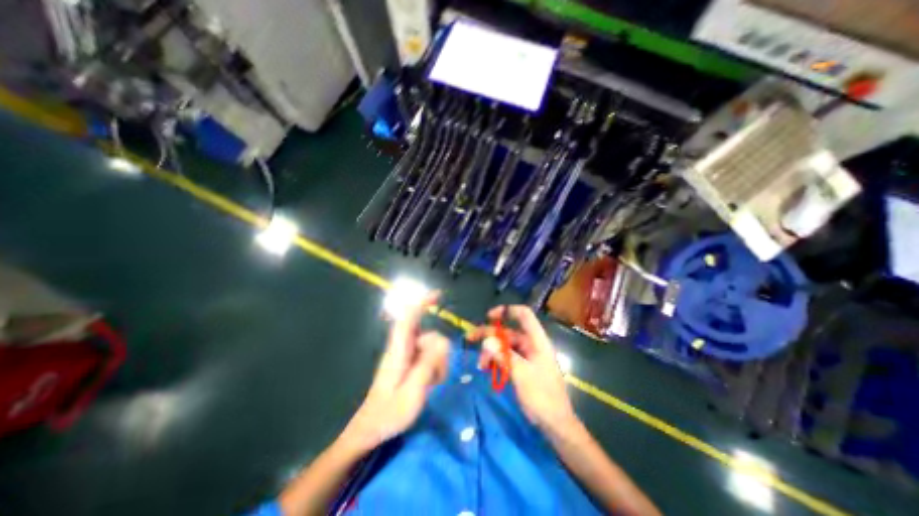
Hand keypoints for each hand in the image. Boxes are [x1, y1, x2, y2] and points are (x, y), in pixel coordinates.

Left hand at [344, 292, 446, 453]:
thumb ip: (429, 364)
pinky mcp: (408, 365)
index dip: (421, 303)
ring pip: (430, 348)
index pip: (408, 318)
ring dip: (437, 363)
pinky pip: (427, 358)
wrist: (370, 431)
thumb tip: (443, 340)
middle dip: (439, 352)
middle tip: (438, 376)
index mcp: (399, 350)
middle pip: (428, 336)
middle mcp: (402, 349)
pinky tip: (430, 384)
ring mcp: (405, 357)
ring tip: (433, 384)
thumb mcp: (413, 391)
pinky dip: (433, 368)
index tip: (438, 296)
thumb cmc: (389, 414)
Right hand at [469, 307, 576, 434]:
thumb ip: (504, 356)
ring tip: (480, 365)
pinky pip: (505, 358)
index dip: (507, 311)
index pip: (524, 315)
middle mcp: (531, 345)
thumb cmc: (543, 397)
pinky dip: (495, 360)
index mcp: (537, 341)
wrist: (556, 424)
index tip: (489, 317)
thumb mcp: (522, 375)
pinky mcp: (521, 368)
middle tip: (470, 339)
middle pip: (508, 332)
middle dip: (489, 335)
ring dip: (490, 352)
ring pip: (504, 346)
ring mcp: (526, 357)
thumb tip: (486, 340)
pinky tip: (486, 369)